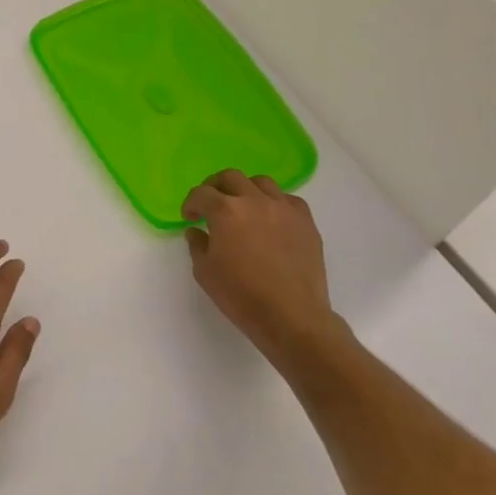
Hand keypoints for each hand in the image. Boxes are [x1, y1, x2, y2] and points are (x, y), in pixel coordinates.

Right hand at [182, 170, 341, 364]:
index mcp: (225, 211)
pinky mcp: (306, 222)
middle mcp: (254, 201)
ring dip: (246, 190)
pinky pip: (288, 200)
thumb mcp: (205, 272)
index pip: (201, 194)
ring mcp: (284, 209)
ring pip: (261, 182)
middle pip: (230, 178)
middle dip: (215, 187)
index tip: (189, 217)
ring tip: (242, 206)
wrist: (291, 316)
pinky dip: (275, 203)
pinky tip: (271, 219)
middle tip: (211, 204)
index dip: (191, 203)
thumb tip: (196, 231)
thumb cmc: (241, 295)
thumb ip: (197, 245)